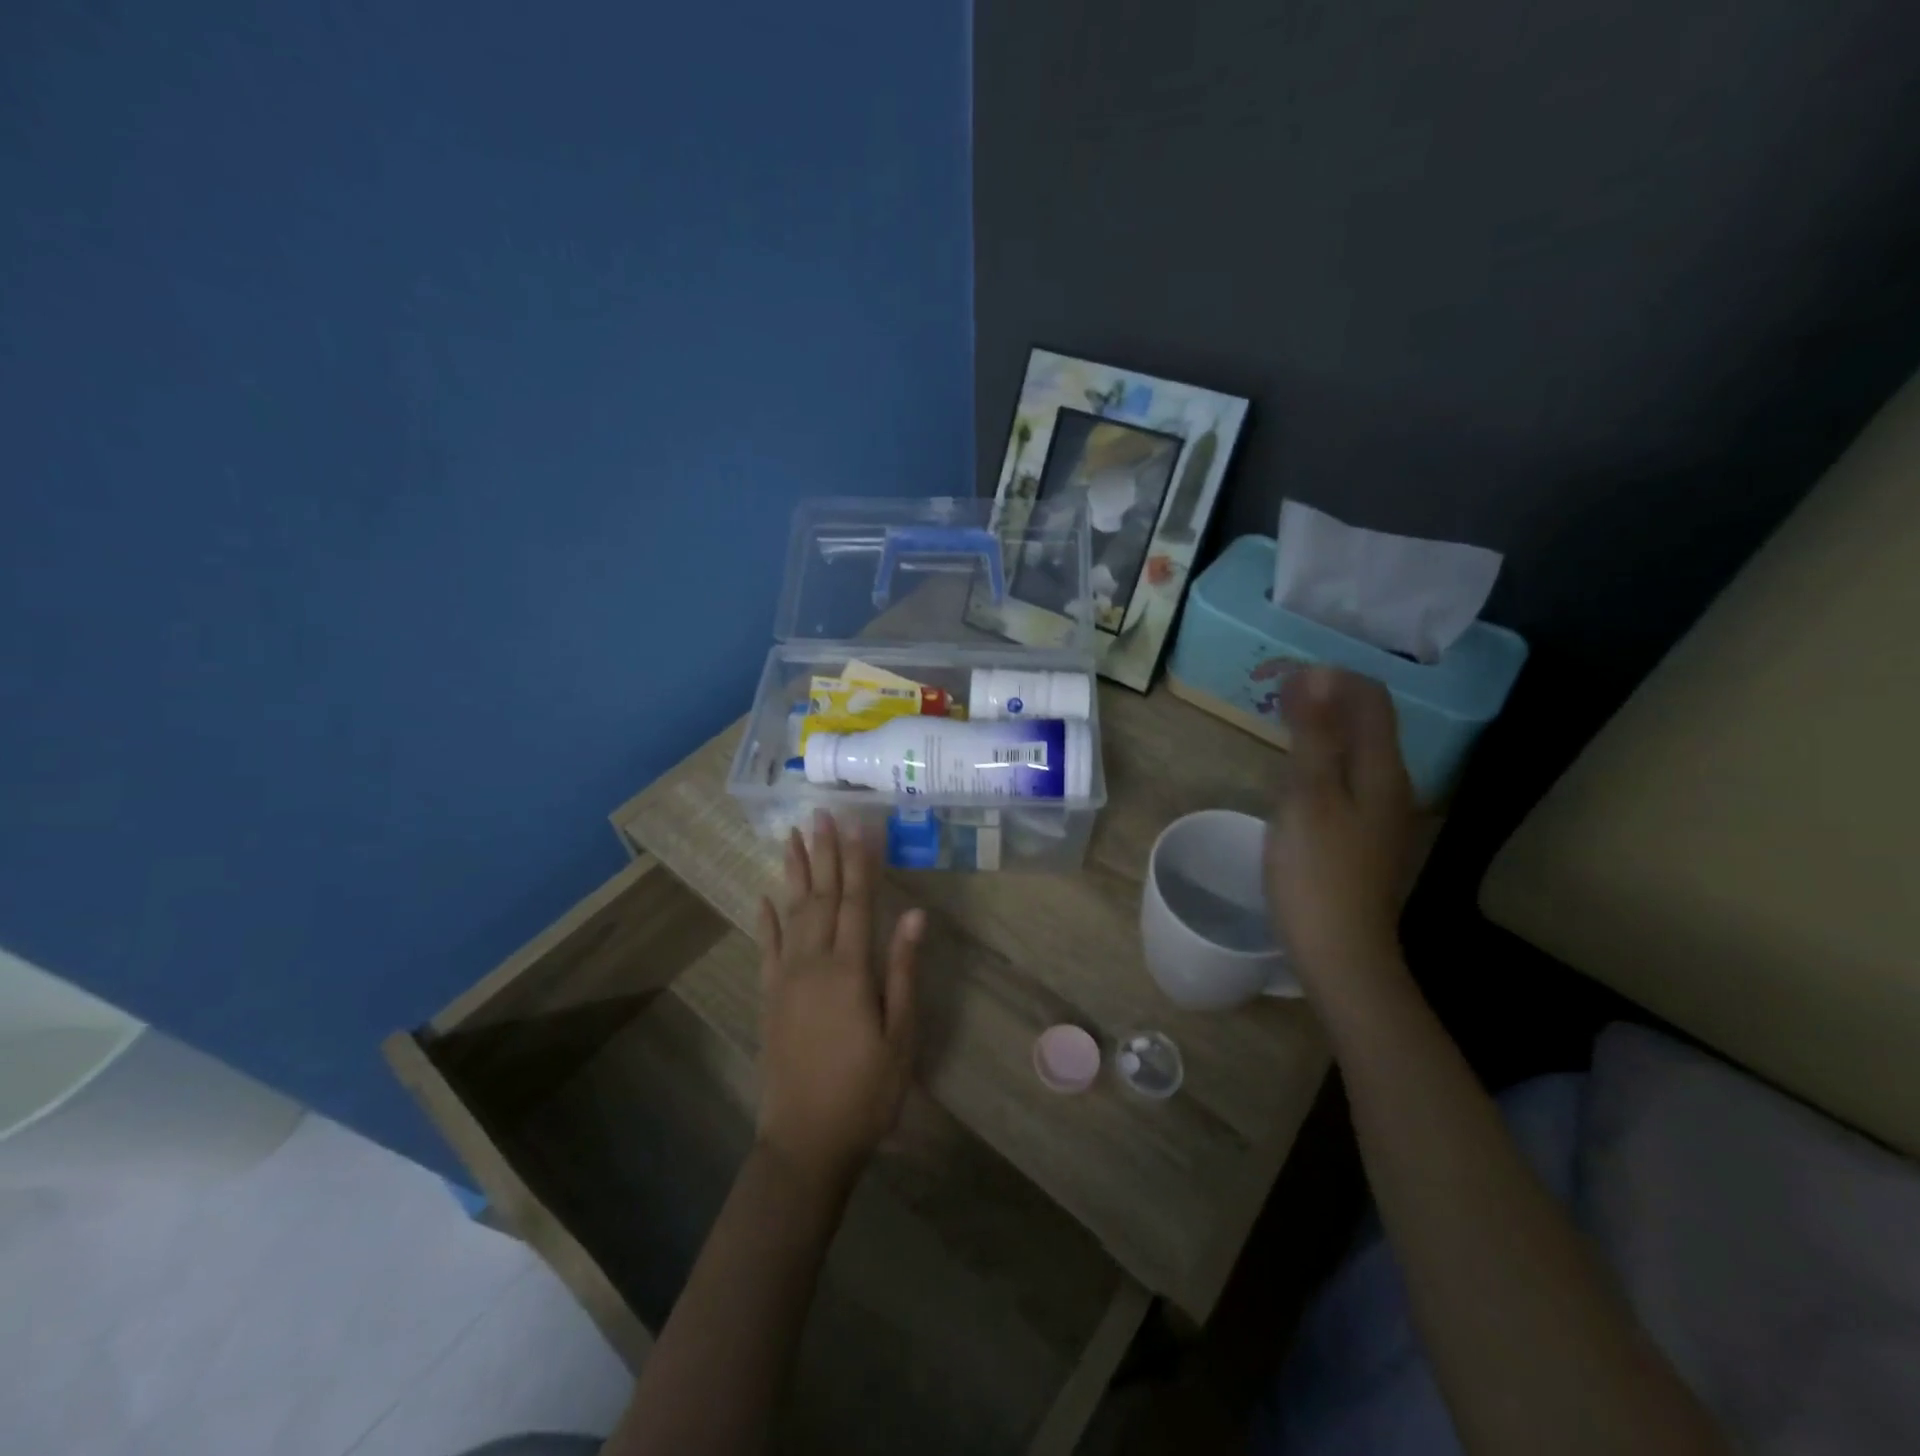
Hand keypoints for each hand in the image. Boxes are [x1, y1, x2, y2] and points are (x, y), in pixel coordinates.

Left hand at [755, 809, 924, 1192]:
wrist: (806, 1141)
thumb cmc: (866, 1091)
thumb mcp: (900, 1035)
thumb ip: (904, 971)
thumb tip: (915, 914)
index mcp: (850, 970)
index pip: (857, 901)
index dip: (860, 861)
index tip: (860, 824)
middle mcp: (813, 963)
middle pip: (821, 897)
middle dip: (824, 853)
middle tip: (821, 814)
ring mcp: (786, 979)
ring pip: (791, 912)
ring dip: (794, 873)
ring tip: (791, 837)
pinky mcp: (769, 998)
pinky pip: (766, 947)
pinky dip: (766, 919)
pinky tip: (766, 896)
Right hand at [1265, 667, 1415, 985]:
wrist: (1341, 951)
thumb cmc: (1317, 871)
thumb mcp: (1308, 796)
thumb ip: (1313, 735)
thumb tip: (1312, 675)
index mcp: (1383, 769)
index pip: (1369, 698)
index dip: (1330, 677)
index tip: (1280, 677)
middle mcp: (1393, 784)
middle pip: (1367, 722)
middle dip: (1326, 698)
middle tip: (1274, 696)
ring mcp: (1382, 813)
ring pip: (1357, 751)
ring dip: (1323, 728)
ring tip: (1280, 726)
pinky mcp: (1366, 836)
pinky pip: (1348, 778)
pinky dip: (1322, 760)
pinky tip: (1296, 775)